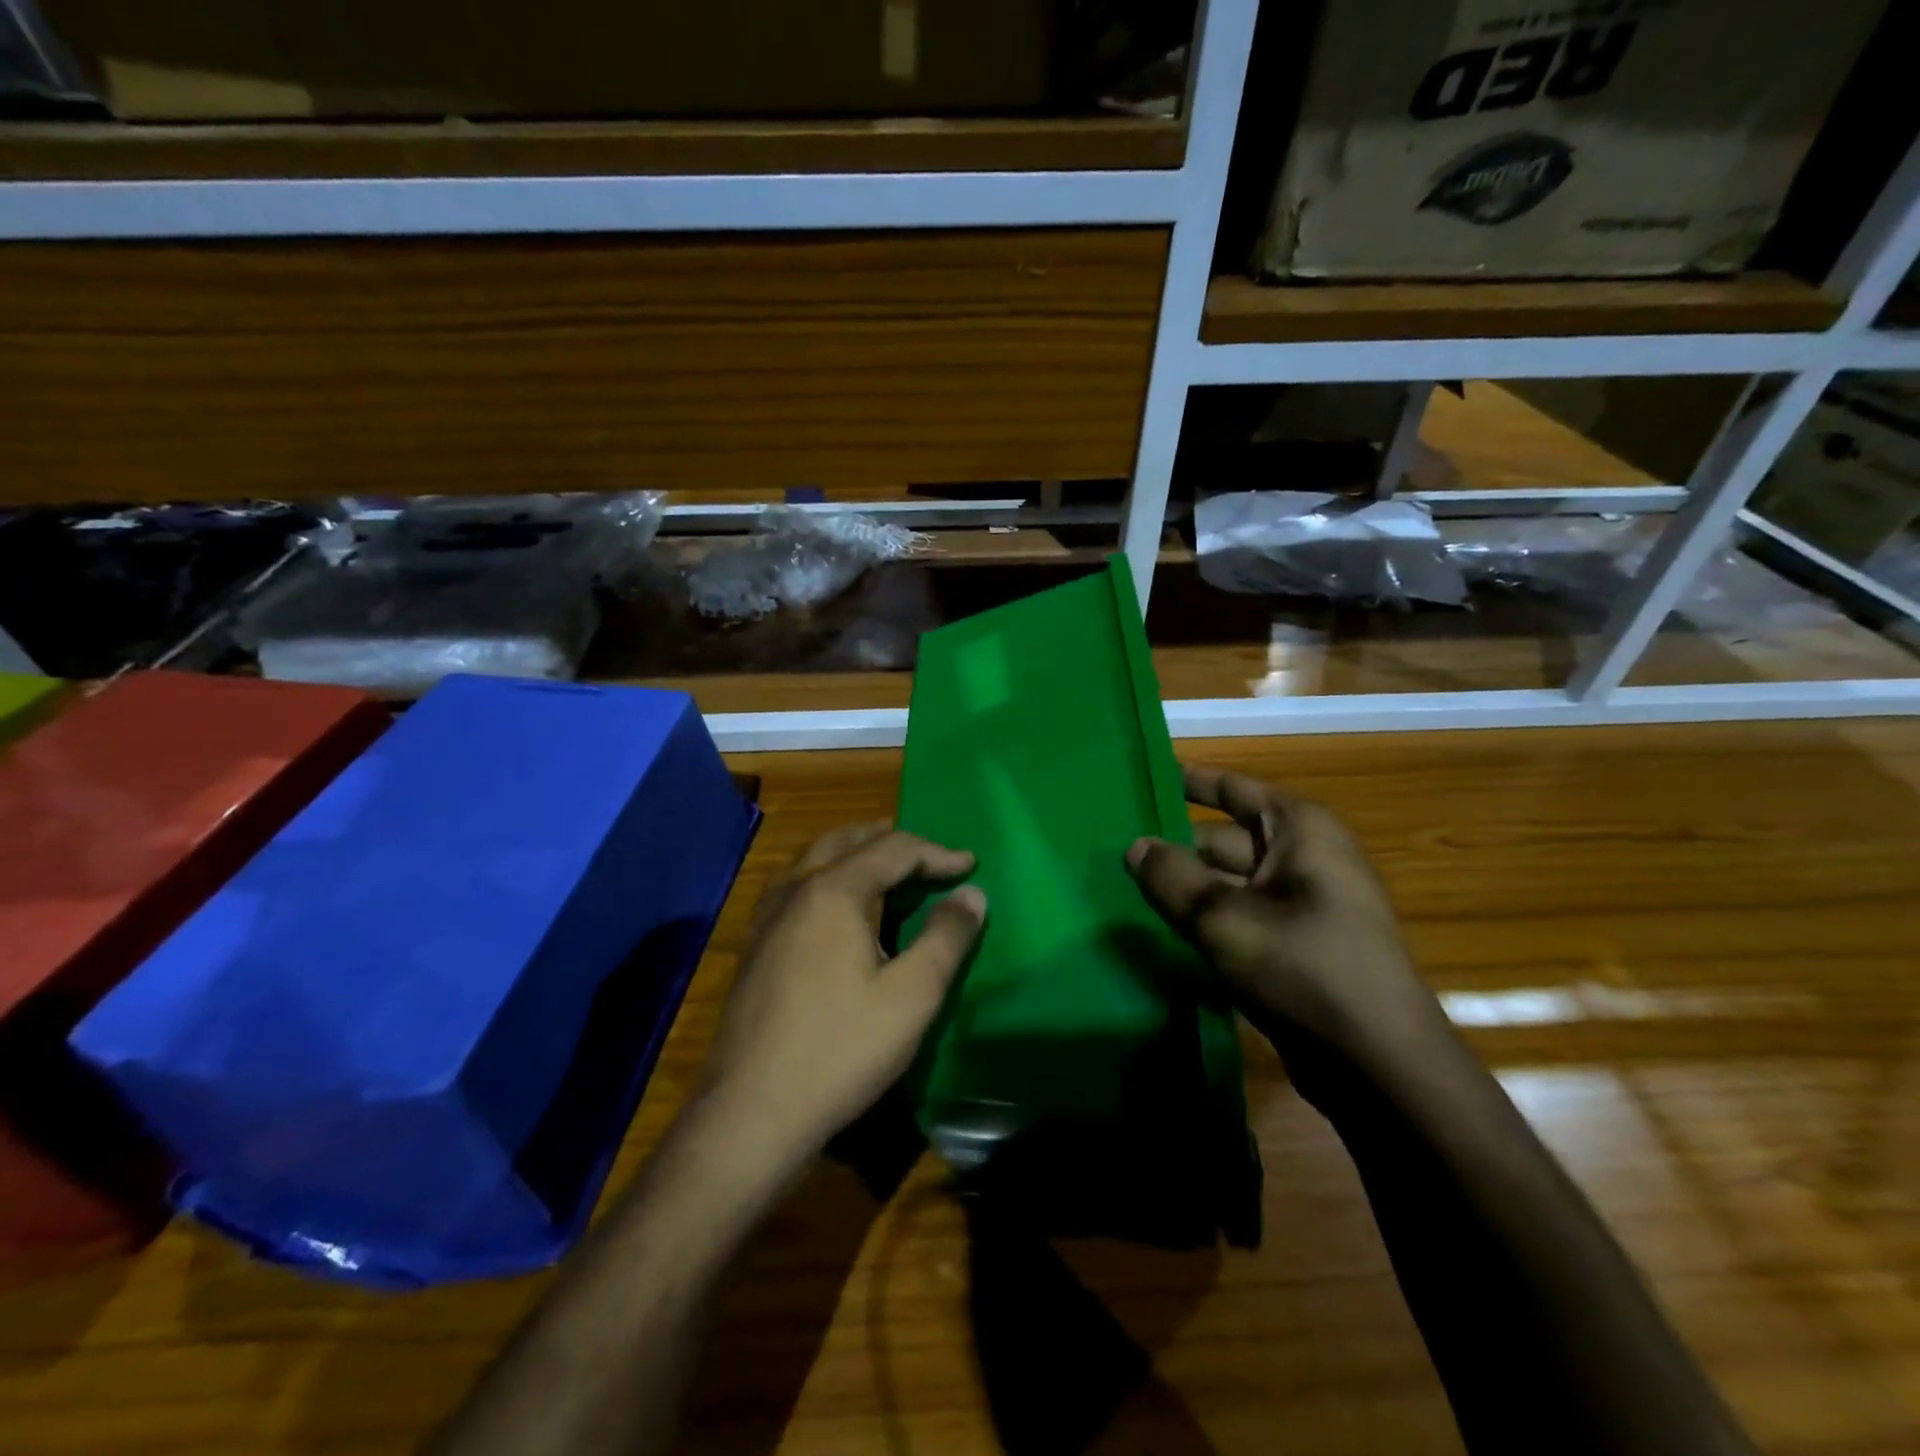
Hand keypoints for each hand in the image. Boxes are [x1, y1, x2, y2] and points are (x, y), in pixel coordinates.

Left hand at [701, 823, 986, 1166]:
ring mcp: (766, 917)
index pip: (894, 849)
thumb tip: (972, 894)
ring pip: (814, 859)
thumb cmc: (840, 1049)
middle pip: (847, 841)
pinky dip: (827, 876)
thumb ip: (946, 938)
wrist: (751, 1111)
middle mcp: (795, 890)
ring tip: (884, 866)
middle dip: (891, 839)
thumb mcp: (912, 996)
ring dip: (855, 852)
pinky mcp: (754, 946)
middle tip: (927, 853)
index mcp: (833, 891)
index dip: (937, 853)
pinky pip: (796, 886)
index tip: (971, 865)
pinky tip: (834, 907)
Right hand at [1125, 766, 1450, 1108]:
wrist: (1379, 1066)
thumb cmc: (1304, 969)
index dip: (1189, 782)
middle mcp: (1306, 858)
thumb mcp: (1223, 918)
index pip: (1234, 788)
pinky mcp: (1299, 947)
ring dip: (1187, 886)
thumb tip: (1134, 846)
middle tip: (1116, 848)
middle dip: (1176, 844)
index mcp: (1300, 831)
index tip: (1143, 777)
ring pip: (1231, 882)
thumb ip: (1172, 877)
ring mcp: (1306, 905)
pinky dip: (1208, 919)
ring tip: (1128, 888)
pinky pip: (1242, 917)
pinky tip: (1165, 930)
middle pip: (1225, 838)